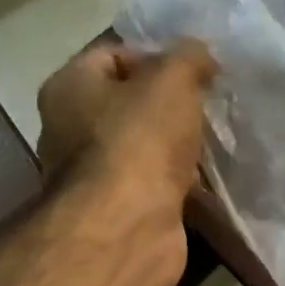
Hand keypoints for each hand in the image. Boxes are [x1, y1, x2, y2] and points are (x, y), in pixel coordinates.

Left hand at [35, 39, 217, 285]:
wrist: (128, 230)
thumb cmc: (138, 141)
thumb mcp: (171, 79)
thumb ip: (188, 58)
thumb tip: (200, 56)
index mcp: (69, 88)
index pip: (111, 55)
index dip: (155, 56)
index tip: (194, 71)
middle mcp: (71, 130)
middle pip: (128, 104)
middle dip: (169, 105)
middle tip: (208, 105)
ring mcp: (95, 177)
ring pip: (144, 147)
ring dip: (177, 146)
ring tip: (215, 141)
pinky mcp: (120, 212)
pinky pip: (155, 185)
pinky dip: (179, 182)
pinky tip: (209, 180)